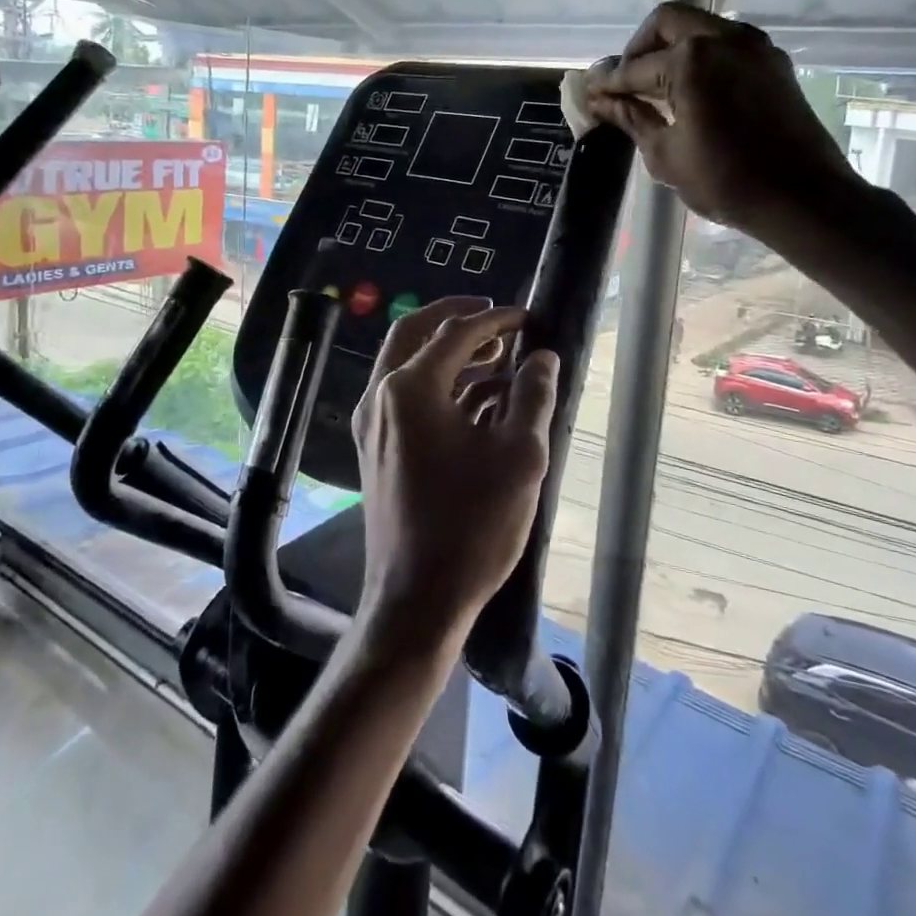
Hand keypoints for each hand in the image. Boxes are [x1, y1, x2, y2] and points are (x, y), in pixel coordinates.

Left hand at [350, 297, 558, 648]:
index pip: (456, 332)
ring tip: (498, 357)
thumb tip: (544, 357)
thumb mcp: (520, 455)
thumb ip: (534, 396)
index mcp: (409, 388)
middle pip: (414, 333)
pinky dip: (439, 385)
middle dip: (455, 318)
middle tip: (495, 316)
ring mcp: (372, 424)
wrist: (417, 600)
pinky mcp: (376, 448)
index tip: (529, 316)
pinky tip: (478, 399)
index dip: (496, 319)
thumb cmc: (473, 525)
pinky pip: (405, 397)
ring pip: (407, 364)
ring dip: (449, 353)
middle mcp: (380, 396)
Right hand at [587, 3, 856, 235]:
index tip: (590, 94)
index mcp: (690, 60)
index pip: (634, 67)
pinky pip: (726, 44)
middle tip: (626, 82)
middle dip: (639, 48)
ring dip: (672, 48)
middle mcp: (723, 38)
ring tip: (657, 88)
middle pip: (667, 22)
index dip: (608, 83)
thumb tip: (601, 102)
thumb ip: (632, 118)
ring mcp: (754, 46)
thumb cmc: (725, 181)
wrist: (802, 197)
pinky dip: (701, 57)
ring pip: (700, 27)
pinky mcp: (773, 62)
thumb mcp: (665, 154)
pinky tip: (692, 91)